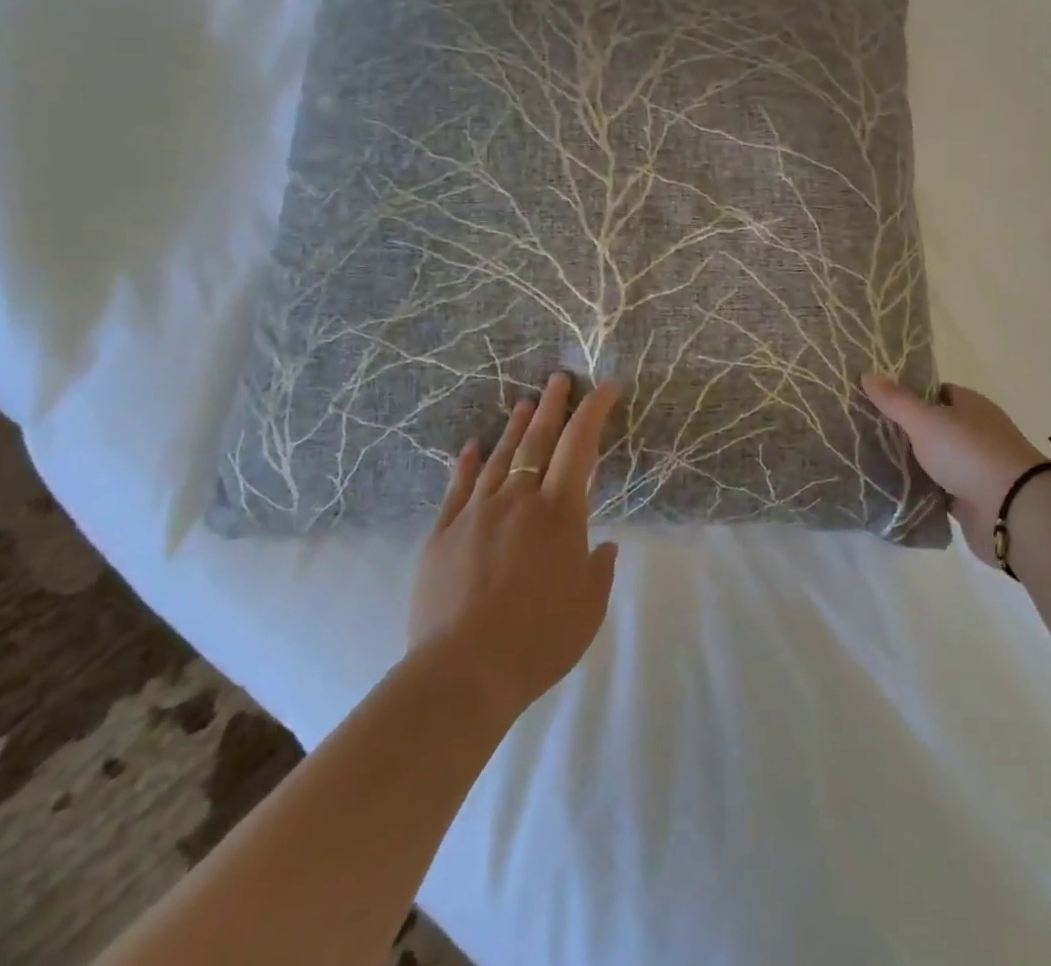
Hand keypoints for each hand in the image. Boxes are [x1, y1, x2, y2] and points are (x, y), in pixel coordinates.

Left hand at [408, 372, 621, 720]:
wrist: (463, 672)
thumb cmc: (539, 639)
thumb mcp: (588, 608)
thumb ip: (599, 570)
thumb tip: (604, 546)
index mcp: (559, 512)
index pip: (581, 446)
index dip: (595, 411)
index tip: (607, 387)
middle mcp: (518, 500)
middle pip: (537, 440)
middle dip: (552, 406)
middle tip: (558, 378)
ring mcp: (476, 513)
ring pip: (498, 457)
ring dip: (514, 427)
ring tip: (524, 403)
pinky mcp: (443, 534)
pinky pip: (457, 487)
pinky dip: (466, 463)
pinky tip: (470, 445)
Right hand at [861, 375, 1047, 566]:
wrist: (1012, 510)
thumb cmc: (969, 452)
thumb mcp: (926, 420)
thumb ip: (896, 401)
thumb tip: (867, 375)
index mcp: (970, 406)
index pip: (937, 392)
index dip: (910, 395)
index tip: (879, 402)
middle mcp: (975, 433)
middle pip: (935, 427)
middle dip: (905, 431)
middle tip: (867, 432)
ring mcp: (975, 468)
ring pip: (935, 460)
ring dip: (912, 463)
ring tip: (871, 461)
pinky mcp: (971, 500)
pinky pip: (939, 491)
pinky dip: (921, 492)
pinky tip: (893, 492)